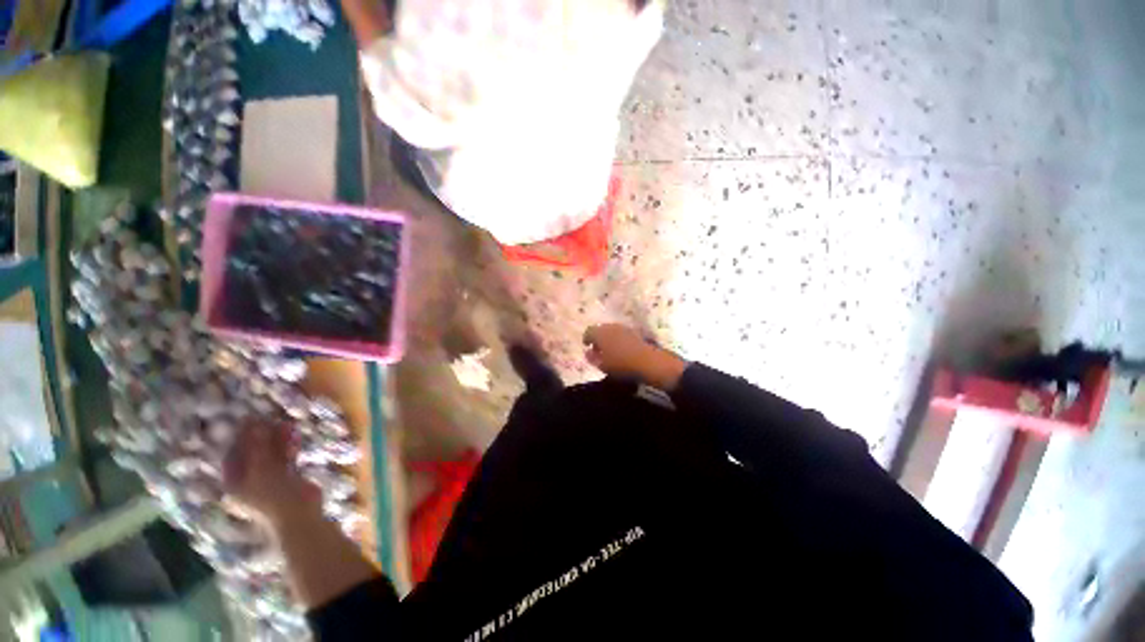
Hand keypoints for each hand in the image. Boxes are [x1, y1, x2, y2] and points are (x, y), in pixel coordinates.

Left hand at [223, 423, 320, 527]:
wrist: (299, 516)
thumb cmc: (273, 496)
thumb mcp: (262, 470)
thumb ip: (258, 446)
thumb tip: (253, 422)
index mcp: (235, 481)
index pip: (234, 453)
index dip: (241, 436)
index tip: (252, 418)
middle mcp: (249, 479)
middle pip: (253, 453)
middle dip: (262, 436)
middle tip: (272, 418)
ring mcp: (268, 479)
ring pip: (271, 454)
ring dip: (278, 440)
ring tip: (287, 423)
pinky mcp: (287, 477)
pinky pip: (285, 458)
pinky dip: (289, 447)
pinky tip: (295, 436)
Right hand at [583, 324, 686, 389]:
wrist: (648, 361)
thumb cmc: (621, 364)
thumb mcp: (602, 365)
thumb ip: (592, 358)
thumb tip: (588, 353)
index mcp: (600, 333)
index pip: (588, 331)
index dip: (586, 339)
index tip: (587, 347)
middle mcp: (611, 326)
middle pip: (600, 329)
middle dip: (598, 338)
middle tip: (598, 350)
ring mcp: (624, 328)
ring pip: (612, 331)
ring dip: (609, 339)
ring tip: (610, 351)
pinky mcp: (635, 332)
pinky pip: (622, 334)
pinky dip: (619, 340)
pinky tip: (621, 350)